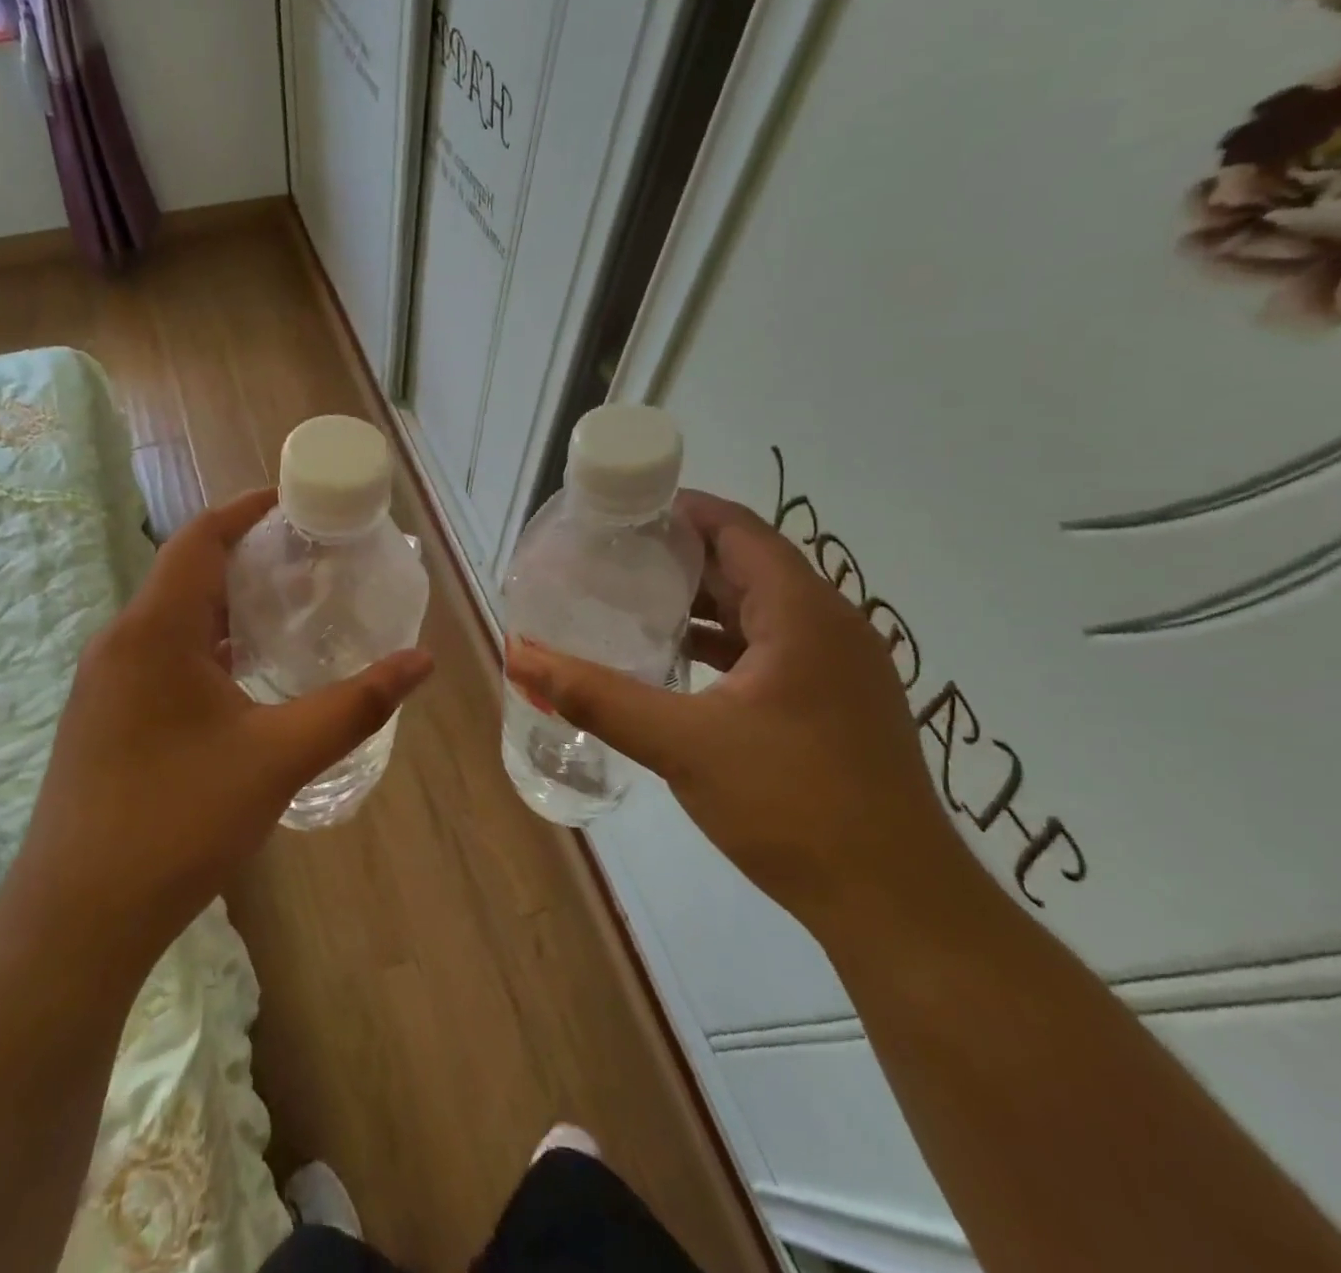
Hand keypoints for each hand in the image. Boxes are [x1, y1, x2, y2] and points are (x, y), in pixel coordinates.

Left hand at [12, 489, 433, 967]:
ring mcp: (104, 683)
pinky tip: (243, 679)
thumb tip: (421, 661)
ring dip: (226, 607)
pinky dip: (205, 646)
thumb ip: (355, 705)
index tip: (294, 502)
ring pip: (172, 620)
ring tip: (288, 614)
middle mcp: (120, 643)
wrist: (78, 917)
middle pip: (187, 574)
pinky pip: (158, 656)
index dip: (246, 509)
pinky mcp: (102, 718)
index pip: (200, 538)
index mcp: (154, 631)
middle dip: (248, 559)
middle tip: (310, 564)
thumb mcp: (279, 757)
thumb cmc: (179, 820)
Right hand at [505, 491, 976, 936]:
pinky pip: (770, 646)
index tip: (619, 512)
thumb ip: (595, 695)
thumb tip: (519, 657)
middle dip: (678, 554)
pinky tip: (676, 662)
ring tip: (631, 600)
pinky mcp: (834, 702)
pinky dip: (722, 642)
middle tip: (610, 557)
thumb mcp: (680, 743)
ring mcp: (838, 667)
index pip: (737, 529)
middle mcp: (828, 625)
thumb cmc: (791, 805)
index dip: (679, 510)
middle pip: (747, 563)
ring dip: (699, 600)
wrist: (895, 904)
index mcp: (802, 613)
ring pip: (759, 608)